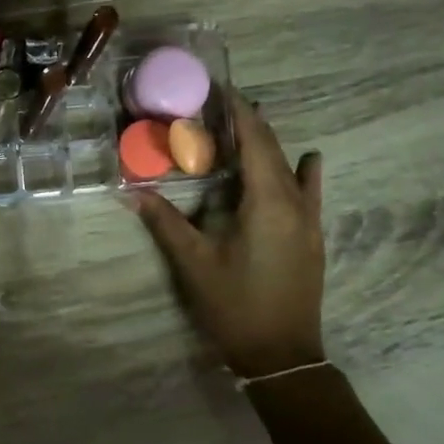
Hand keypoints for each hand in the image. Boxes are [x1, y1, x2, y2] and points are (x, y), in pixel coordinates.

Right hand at [130, 91, 326, 378]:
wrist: (281, 355)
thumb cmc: (235, 306)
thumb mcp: (194, 263)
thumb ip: (165, 222)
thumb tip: (131, 190)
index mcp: (267, 203)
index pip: (255, 142)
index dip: (240, 112)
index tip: (222, 87)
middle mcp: (295, 203)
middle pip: (274, 150)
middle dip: (250, 123)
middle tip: (220, 104)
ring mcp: (309, 221)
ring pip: (291, 168)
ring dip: (269, 144)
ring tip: (245, 126)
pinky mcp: (312, 237)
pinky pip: (309, 192)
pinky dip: (302, 171)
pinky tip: (307, 160)